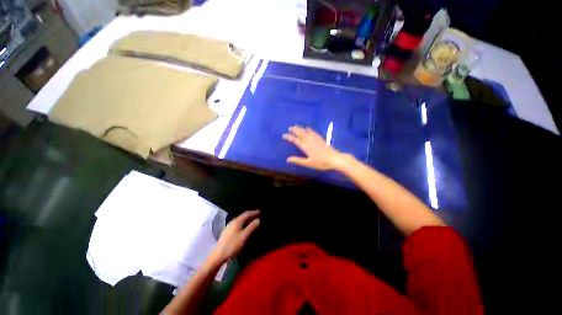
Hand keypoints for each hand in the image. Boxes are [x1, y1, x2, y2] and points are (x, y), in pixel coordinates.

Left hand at [208, 210, 259, 265]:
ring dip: (246, 219)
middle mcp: (232, 222)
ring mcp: (229, 227)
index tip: (260, 211)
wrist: (218, 255)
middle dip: (250, 215)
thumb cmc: (232, 245)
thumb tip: (258, 219)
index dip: (254, 212)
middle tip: (257, 215)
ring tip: (252, 220)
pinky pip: (237, 224)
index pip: (246, 214)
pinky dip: (243, 223)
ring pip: (240, 220)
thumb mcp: (244, 236)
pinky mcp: (227, 232)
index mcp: (237, 221)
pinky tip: (244, 227)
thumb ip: (251, 227)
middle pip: (243, 216)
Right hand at [283, 125, 347, 170]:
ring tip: (295, 125)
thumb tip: (288, 159)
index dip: (289, 137)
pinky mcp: (320, 138)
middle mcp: (309, 140)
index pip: (295, 140)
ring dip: (300, 128)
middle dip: (294, 130)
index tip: (283, 135)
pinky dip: (309, 129)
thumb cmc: (321, 162)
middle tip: (289, 127)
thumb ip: (298, 160)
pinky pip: (313, 131)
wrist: (334, 158)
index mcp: (305, 146)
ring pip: (306, 131)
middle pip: (300, 133)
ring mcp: (315, 138)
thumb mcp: (308, 163)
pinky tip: (307, 127)